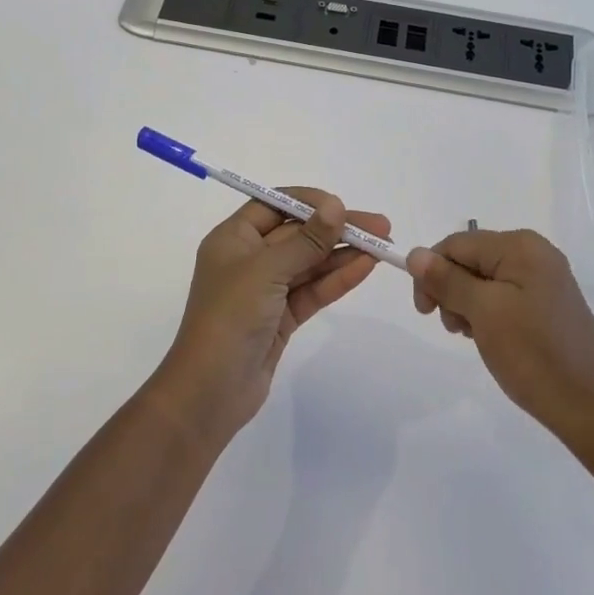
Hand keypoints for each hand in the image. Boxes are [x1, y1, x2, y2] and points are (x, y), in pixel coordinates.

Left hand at [153, 190, 389, 444]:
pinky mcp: (281, 318)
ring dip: (343, 253)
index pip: (274, 205)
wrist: (210, 392)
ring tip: (383, 245)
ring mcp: (266, 290)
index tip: (342, 205)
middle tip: (381, 226)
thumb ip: (306, 239)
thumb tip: (336, 205)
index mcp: (233, 238)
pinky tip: (365, 267)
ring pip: (310, 263)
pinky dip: (337, 279)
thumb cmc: (230, 317)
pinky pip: (313, 290)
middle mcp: (249, 258)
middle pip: (298, 233)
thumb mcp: (266, 270)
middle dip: (336, 228)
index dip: (309, 202)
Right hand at [407, 229, 593, 446]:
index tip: (425, 311)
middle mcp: (534, 252)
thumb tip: (415, 254)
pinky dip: (488, 314)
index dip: (432, 272)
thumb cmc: (534, 355)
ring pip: (484, 279)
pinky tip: (492, 339)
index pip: (456, 244)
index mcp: (520, 245)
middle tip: (455, 328)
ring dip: (468, 305)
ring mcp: (545, 278)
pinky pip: (504, 295)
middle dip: (452, 290)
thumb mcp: (483, 313)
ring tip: (475, 337)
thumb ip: (447, 280)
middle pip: (470, 259)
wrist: (593, 410)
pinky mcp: (549, 303)